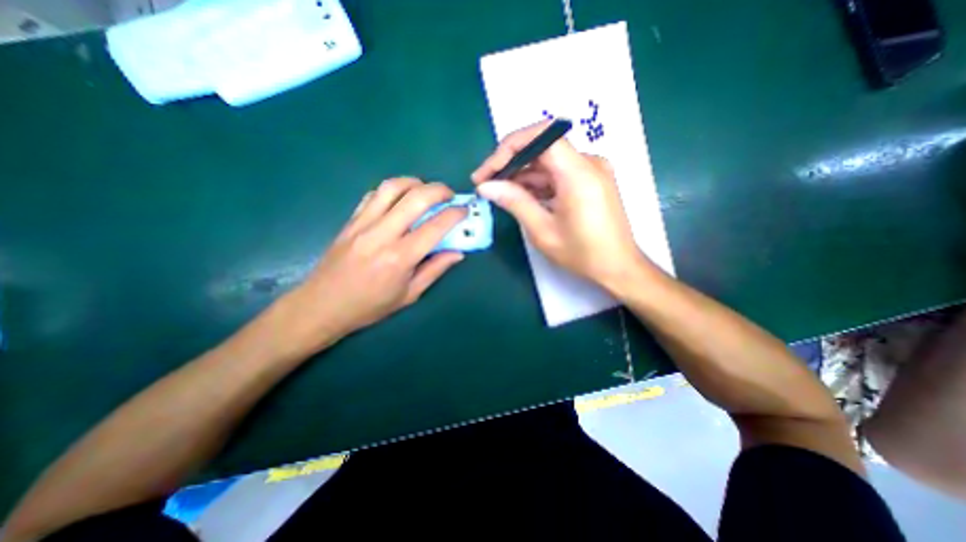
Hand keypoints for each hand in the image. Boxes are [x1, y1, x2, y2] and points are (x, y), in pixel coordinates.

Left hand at [276, 178, 467, 355]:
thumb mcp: (409, 295)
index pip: (435, 226)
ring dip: (414, 183)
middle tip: (450, 195)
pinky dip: (392, 190)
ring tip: (426, 191)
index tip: (464, 210)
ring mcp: (363, 224)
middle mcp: (382, 234)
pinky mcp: (351, 220)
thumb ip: (435, 270)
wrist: (322, 306)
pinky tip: (399, 199)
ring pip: (392, 187)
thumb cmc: (370, 306)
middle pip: (415, 197)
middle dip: (439, 190)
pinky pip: (373, 195)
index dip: (455, 214)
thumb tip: (457, 253)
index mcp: (400, 257)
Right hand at [475, 121, 647, 290]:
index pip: (540, 136)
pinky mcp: (590, 180)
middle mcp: (588, 163)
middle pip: (542, 146)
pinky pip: (558, 172)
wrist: (618, 267)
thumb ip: (515, 202)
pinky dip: (538, 182)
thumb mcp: (543, 231)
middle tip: (487, 183)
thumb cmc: (582, 254)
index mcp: (578, 172)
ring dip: (522, 174)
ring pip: (548, 161)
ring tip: (499, 193)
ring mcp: (591, 170)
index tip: (487, 172)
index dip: (508, 148)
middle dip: (510, 162)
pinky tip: (522, 197)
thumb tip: (486, 186)